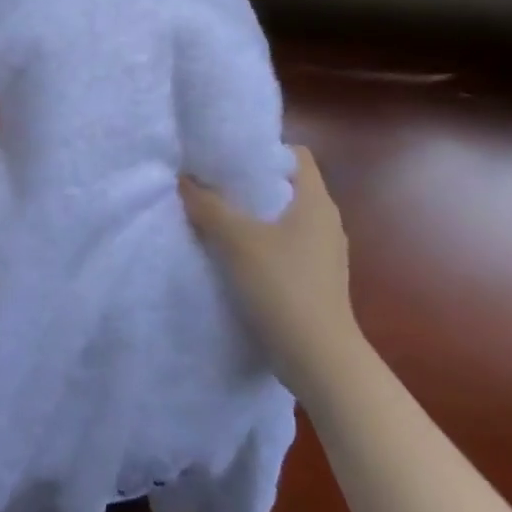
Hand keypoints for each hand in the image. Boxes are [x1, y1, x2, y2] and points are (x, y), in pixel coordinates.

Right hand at [181, 147, 358, 397]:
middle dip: (254, 185)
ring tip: (221, 222)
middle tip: (217, 186)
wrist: (321, 361)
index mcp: (317, 200)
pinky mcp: (320, 283)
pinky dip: (266, 248)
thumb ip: (209, 207)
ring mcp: (327, 255)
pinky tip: (239, 261)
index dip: (265, 150)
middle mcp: (327, 221)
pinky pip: (290, 250)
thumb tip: (185, 179)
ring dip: (258, 219)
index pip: (296, 155)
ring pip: (288, 221)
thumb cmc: (284, 288)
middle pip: (289, 187)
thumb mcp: (237, 242)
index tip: (232, 158)